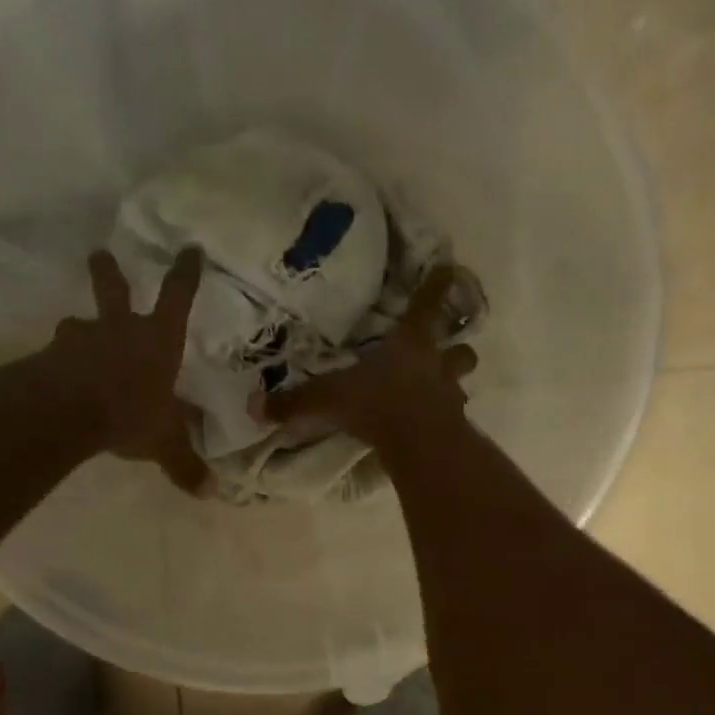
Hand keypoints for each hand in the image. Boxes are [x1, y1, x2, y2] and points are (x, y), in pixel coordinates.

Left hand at [47, 248, 210, 496]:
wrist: (68, 411)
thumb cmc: (130, 413)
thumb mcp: (164, 443)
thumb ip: (184, 465)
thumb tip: (210, 493)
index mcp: (158, 340)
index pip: (178, 296)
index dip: (186, 272)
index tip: (190, 249)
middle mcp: (120, 329)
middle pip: (114, 289)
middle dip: (109, 271)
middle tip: (99, 254)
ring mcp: (82, 339)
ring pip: (79, 323)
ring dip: (80, 326)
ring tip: (76, 331)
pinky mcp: (52, 356)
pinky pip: (58, 354)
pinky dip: (60, 360)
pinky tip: (57, 373)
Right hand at [263, 264, 477, 452]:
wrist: (418, 445)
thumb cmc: (378, 404)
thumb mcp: (329, 399)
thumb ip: (294, 402)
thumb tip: (253, 406)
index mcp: (410, 344)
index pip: (427, 305)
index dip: (437, 286)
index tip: (449, 269)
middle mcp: (436, 365)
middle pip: (459, 349)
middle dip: (457, 348)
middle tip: (449, 349)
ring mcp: (449, 396)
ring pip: (460, 383)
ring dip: (453, 384)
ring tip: (441, 391)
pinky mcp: (453, 427)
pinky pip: (452, 417)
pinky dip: (445, 418)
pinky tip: (432, 425)